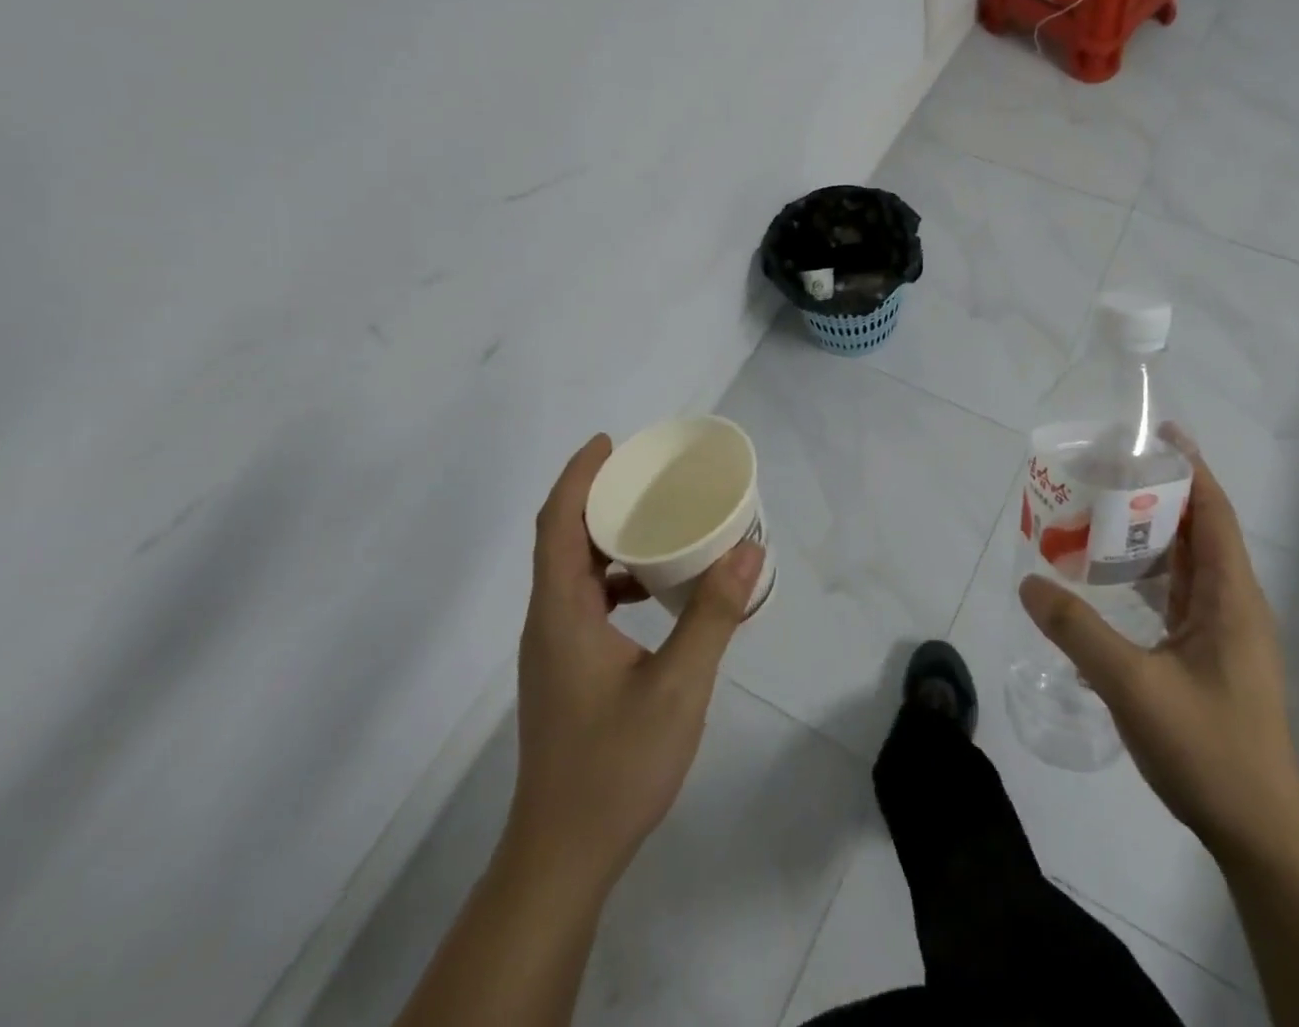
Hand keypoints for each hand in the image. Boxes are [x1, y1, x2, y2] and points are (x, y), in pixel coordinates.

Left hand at [504, 434, 765, 887]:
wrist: (564, 856)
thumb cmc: (615, 767)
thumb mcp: (678, 686)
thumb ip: (714, 614)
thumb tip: (749, 547)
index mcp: (562, 614)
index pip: (557, 525)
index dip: (578, 476)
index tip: (610, 442)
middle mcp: (549, 622)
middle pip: (562, 540)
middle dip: (598, 497)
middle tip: (647, 474)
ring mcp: (554, 649)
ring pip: (574, 572)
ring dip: (608, 538)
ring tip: (657, 520)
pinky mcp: (566, 670)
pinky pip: (585, 601)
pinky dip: (616, 578)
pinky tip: (656, 590)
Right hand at [1019, 432, 1298, 860]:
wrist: (1258, 834)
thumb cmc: (1207, 750)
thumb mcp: (1132, 686)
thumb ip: (1077, 631)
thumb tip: (1029, 581)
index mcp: (1232, 599)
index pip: (1215, 513)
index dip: (1191, 468)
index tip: (1158, 434)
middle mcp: (1236, 605)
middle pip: (1201, 531)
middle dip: (1160, 495)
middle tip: (1107, 471)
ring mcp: (1227, 633)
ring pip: (1191, 565)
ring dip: (1152, 535)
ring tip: (1101, 514)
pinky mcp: (1214, 657)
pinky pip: (1182, 596)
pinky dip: (1151, 575)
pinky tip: (1112, 580)